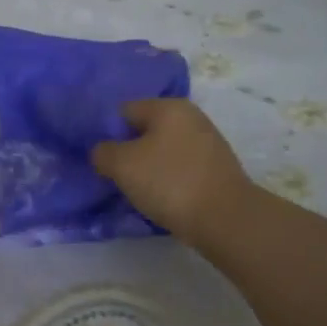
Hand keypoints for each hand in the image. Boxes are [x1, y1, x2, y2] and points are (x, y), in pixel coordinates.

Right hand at [91, 99, 252, 248]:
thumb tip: (103, 152)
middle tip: (116, 176)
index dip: (107, 133)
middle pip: (145, 129)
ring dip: (149, 167)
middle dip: (129, 150)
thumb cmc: (169, 182)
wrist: (225, 218)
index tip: (101, 159)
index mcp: (168, 106)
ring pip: (164, 149)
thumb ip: (102, 152)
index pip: (124, 111)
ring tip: (138, 190)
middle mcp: (191, 116)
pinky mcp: (217, 166)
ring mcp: (208, 141)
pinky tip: (162, 197)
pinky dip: (168, 178)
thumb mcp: (122, 165)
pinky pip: (181, 166)